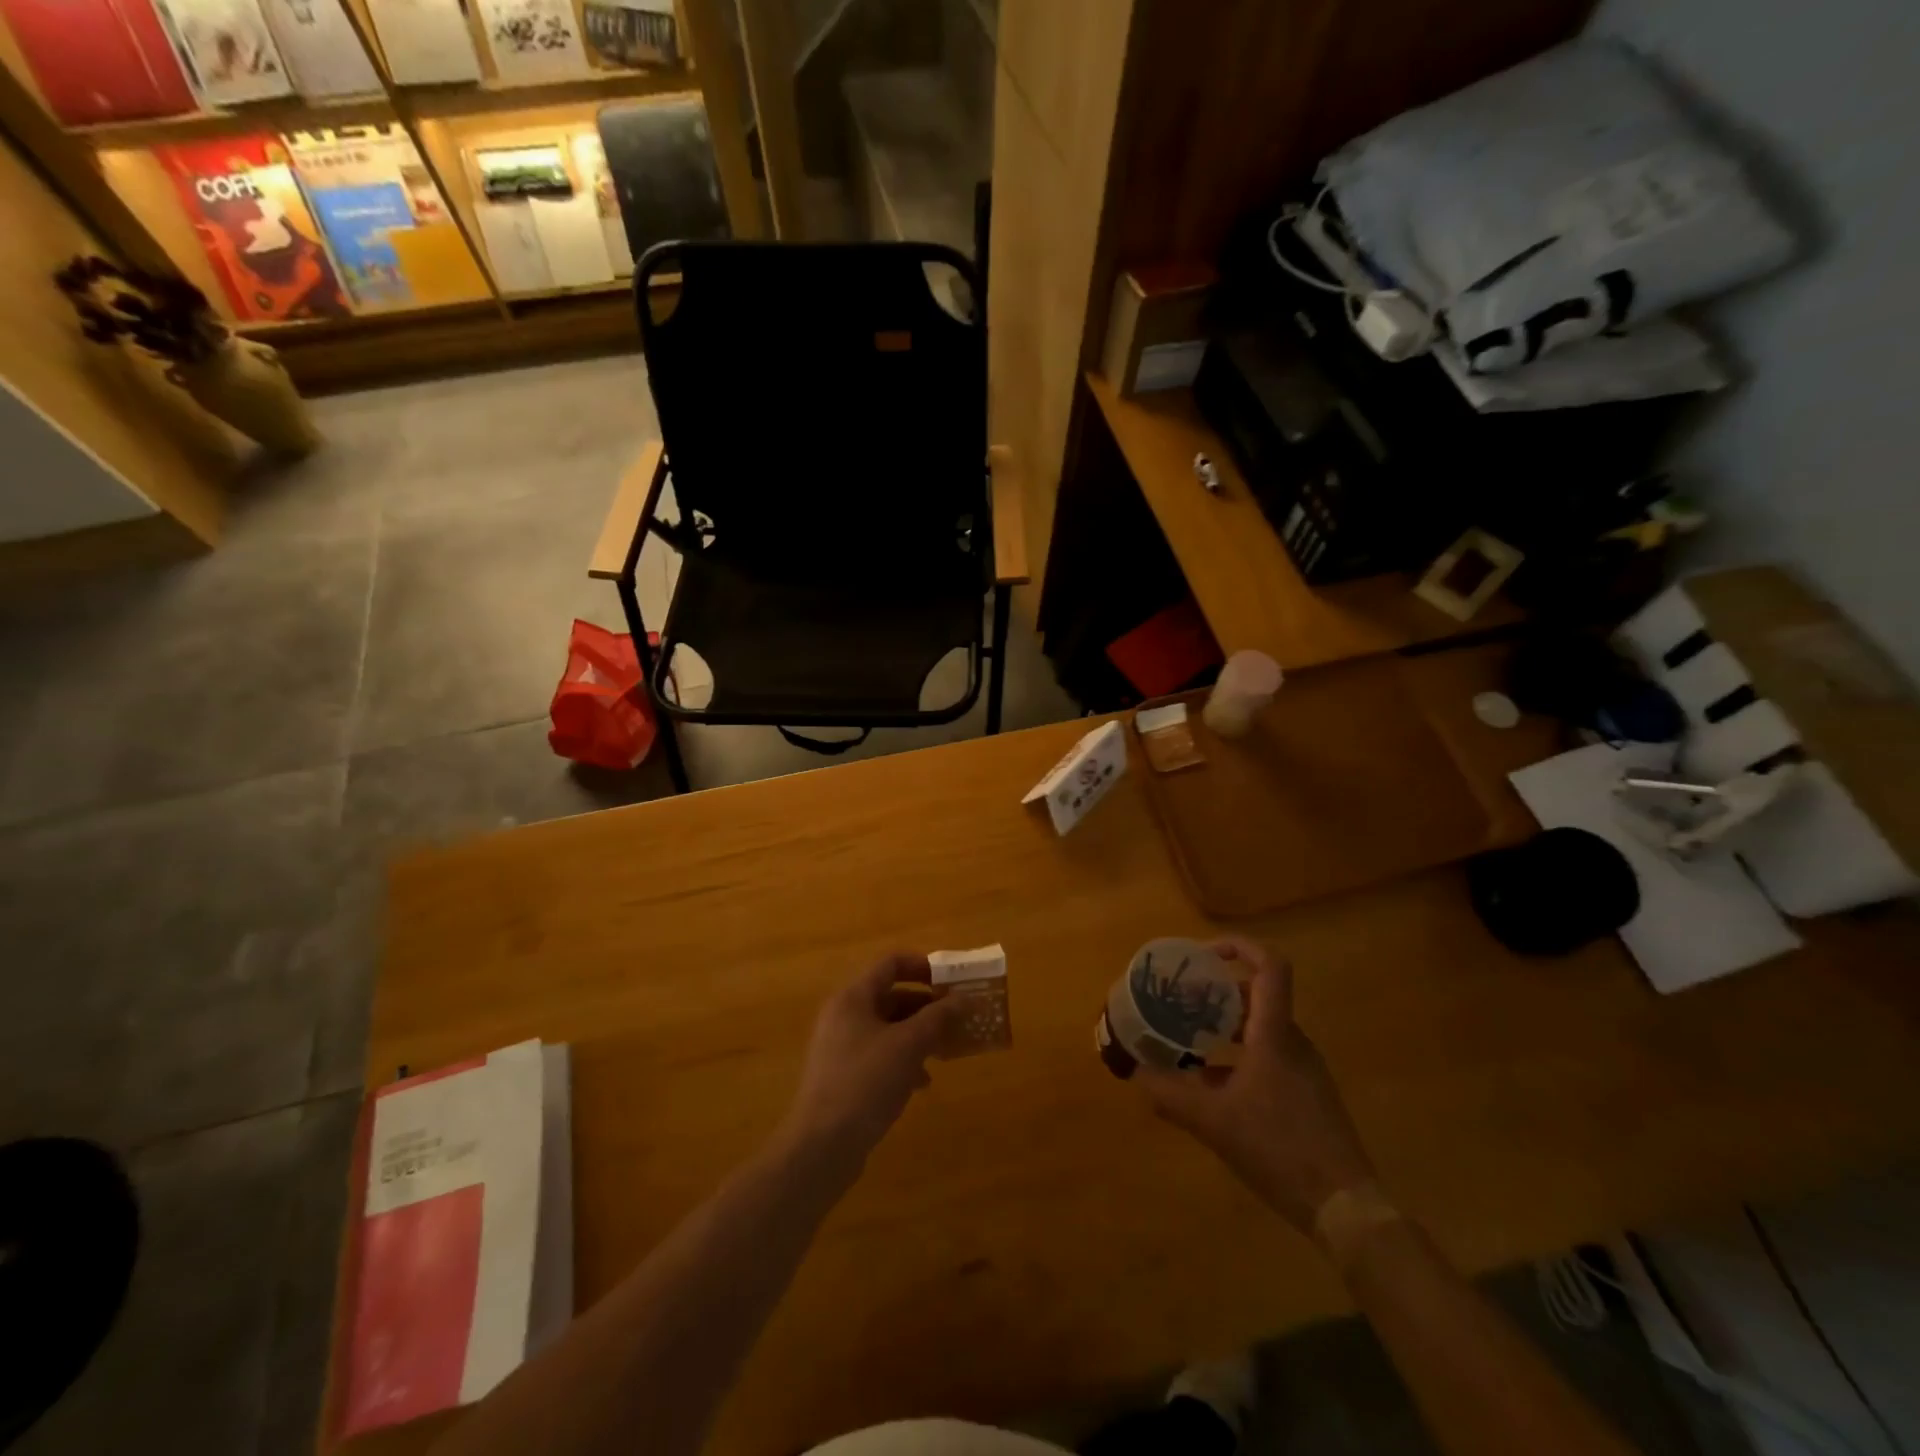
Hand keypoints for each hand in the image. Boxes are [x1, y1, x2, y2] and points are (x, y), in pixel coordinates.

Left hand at [780, 954, 962, 1174]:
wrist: (822, 1146)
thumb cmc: (865, 1082)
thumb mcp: (908, 1045)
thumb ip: (937, 1017)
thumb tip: (965, 998)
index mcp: (853, 998)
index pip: (891, 964)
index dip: (923, 966)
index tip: (952, 981)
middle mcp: (844, 1015)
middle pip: (891, 996)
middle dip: (926, 1006)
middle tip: (957, 1018)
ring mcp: (841, 1047)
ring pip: (888, 1028)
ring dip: (918, 1035)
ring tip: (946, 1050)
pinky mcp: (843, 1076)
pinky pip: (880, 1055)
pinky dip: (903, 1060)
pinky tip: (922, 1083)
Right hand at [1137, 939, 1374, 1235]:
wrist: (1345, 1208)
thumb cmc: (1278, 1149)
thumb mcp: (1213, 1123)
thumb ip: (1170, 1095)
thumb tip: (1135, 1074)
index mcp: (1274, 1035)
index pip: (1270, 967)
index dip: (1238, 947)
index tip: (1202, 955)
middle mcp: (1292, 1042)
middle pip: (1256, 995)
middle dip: (1215, 992)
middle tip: (1179, 1001)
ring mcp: (1303, 1069)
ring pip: (1260, 1028)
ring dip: (1223, 1026)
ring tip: (1186, 1038)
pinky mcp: (1306, 1094)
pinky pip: (1268, 1056)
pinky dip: (1236, 1055)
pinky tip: (1209, 1084)